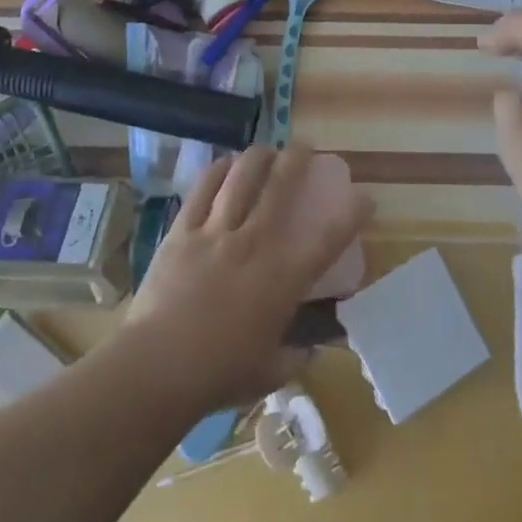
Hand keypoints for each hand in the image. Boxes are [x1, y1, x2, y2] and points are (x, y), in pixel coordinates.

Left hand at [125, 145, 372, 412]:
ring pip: (241, 178)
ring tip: (265, 149)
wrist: (157, 368)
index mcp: (282, 279)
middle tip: (305, 148)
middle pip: (280, 187)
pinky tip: (224, 164)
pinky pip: (201, 190)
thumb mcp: (271, 371)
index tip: (365, 198)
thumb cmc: (218, 374)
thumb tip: (312, 350)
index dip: (351, 214)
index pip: (327, 239)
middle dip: (298, 160)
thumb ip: (297, 356)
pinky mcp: (182, 232)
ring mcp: (215, 234)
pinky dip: (216, 171)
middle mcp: (253, 244)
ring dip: (257, 157)